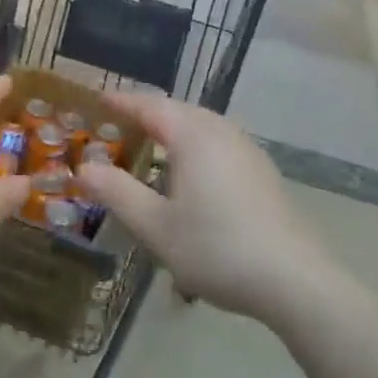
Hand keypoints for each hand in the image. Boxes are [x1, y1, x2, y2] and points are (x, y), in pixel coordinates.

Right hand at [75, 89, 324, 322]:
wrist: (293, 278)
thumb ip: (118, 193)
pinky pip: (218, 143)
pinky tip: (190, 174)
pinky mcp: (262, 170)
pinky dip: (194, 146)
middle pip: (177, 110)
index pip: (150, 105)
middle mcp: (221, 130)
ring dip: (173, 130)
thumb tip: (84, 168)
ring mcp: (246, 148)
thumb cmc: (216, 248)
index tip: (98, 99)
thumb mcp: (156, 226)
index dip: (122, 102)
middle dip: (146, 114)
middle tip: (118, 125)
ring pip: (201, 126)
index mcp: (192, 134)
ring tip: (150, 146)